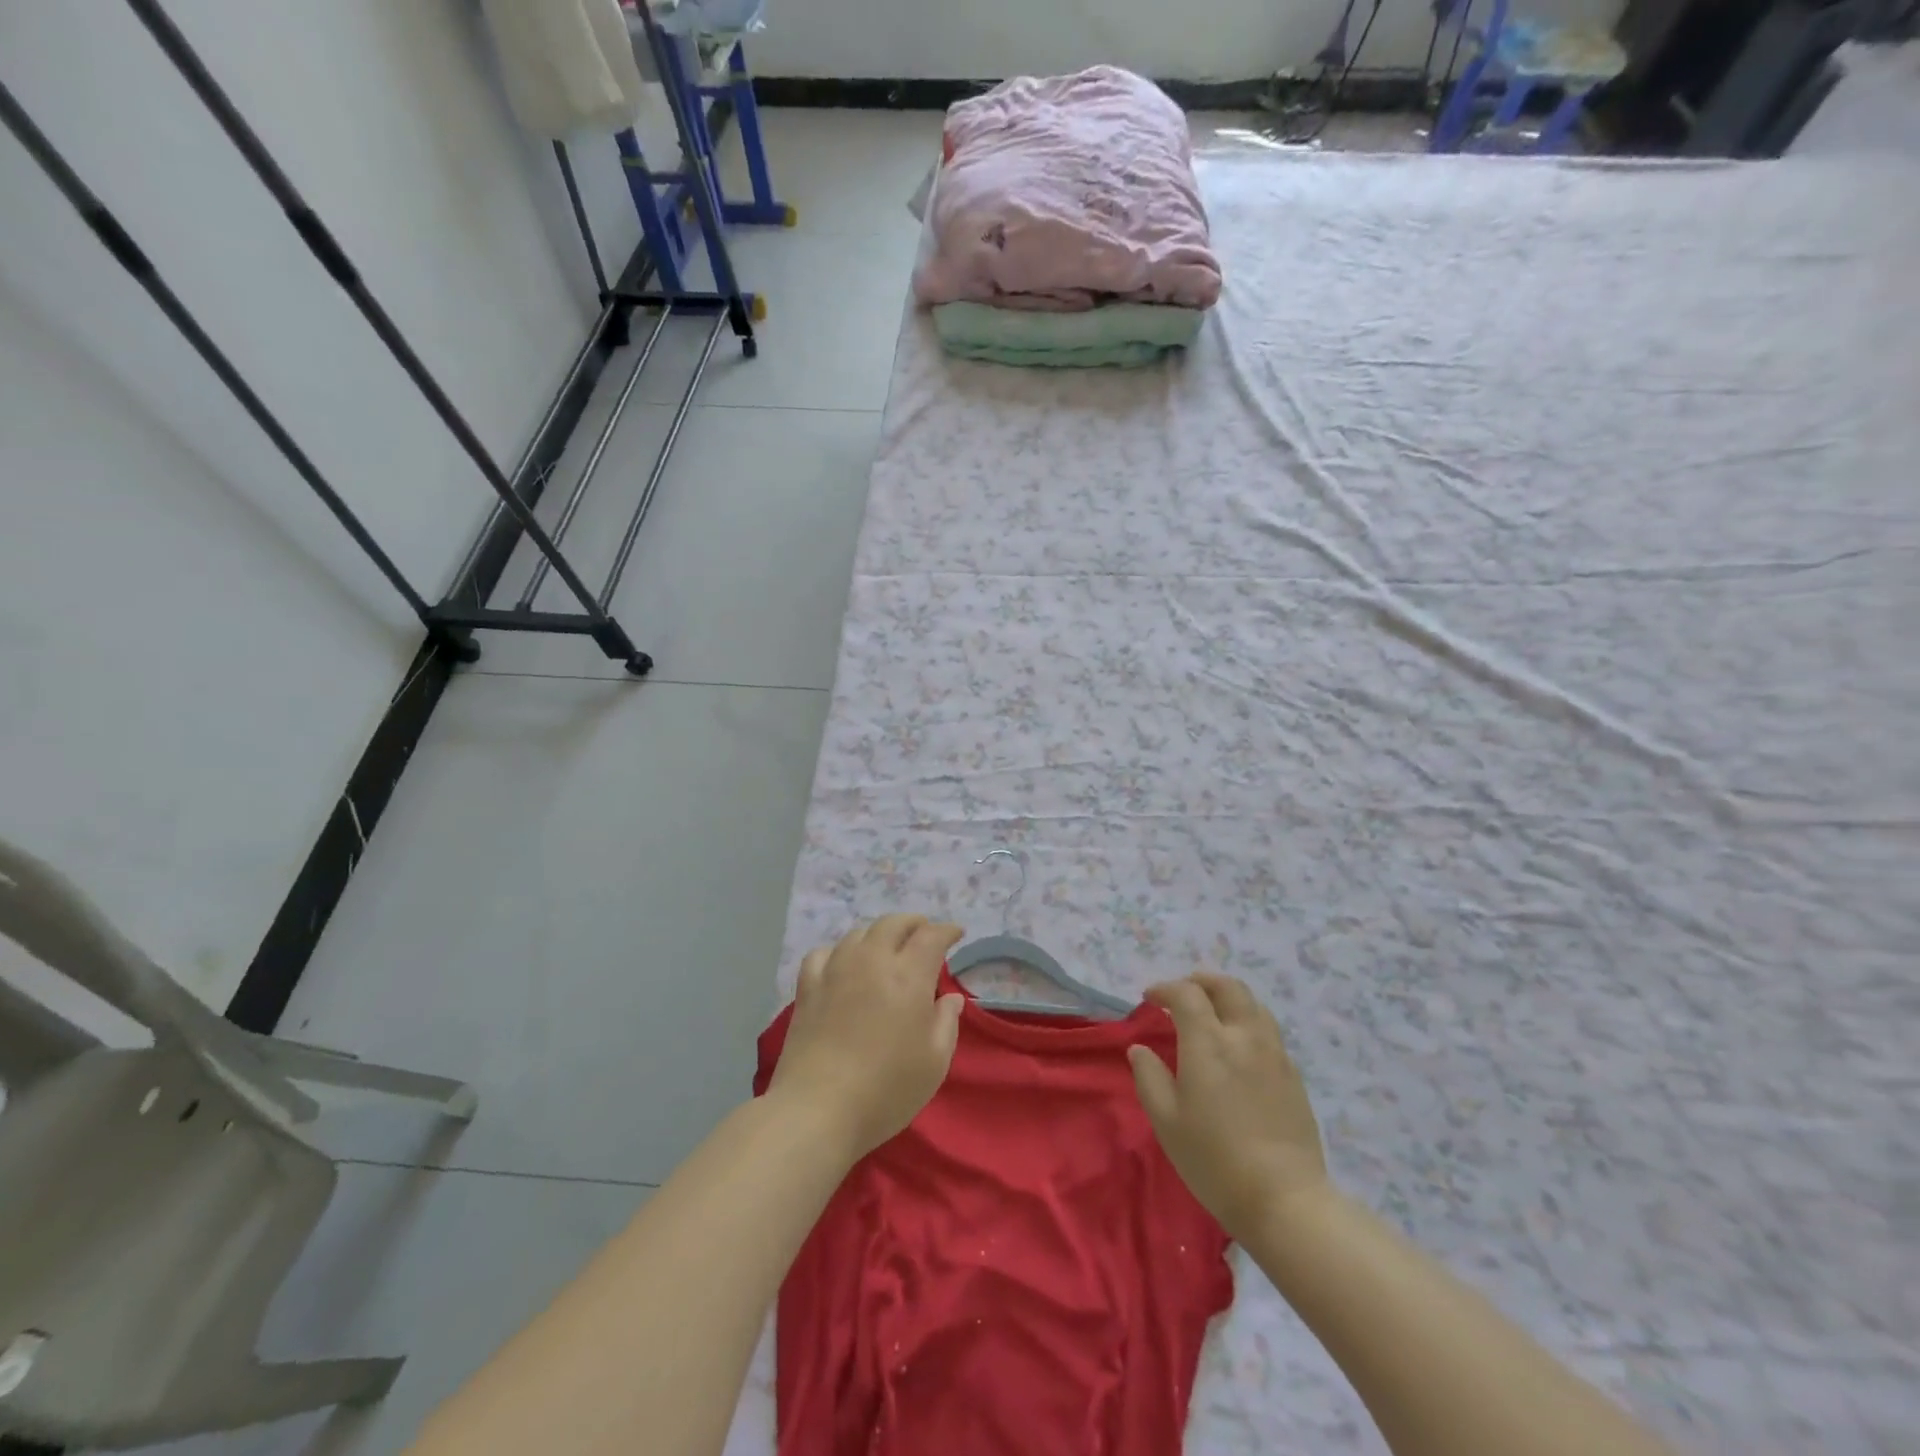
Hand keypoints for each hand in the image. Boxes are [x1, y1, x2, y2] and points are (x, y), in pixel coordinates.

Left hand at [769, 915, 965, 1160]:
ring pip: (859, 933)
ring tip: (886, 948)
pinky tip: (842, 964)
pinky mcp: (808, 987)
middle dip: (913, 924)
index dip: (946, 930)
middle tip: (923, 934)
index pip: (931, 936)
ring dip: (878, 934)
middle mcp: (872, 961)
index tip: (956, 933)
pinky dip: (840, 951)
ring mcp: (835, 970)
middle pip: (893, 924)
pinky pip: (824, 953)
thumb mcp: (934, 1062)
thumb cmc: (886, 1089)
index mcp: (908, 975)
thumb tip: (951, 998)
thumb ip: (947, 1023)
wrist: (818, 1109)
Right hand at [1128, 972, 1329, 1239]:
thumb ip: (1149, 1077)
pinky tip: (1238, 1047)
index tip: (1150, 998)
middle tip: (1183, 992)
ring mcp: (1274, 1054)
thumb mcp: (1166, 1121)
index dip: (1165, 989)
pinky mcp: (1293, 1075)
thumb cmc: (1214, 1160)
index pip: (1187, 994)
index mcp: (1209, 1043)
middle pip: (1227, 987)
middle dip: (1201, 981)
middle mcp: (1244, 1037)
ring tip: (1212, 1014)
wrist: (1284, 1200)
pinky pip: (1268, 1031)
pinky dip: (1247, 1022)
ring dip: (1228, 998)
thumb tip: (1140, 1049)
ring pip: (1253, 1005)